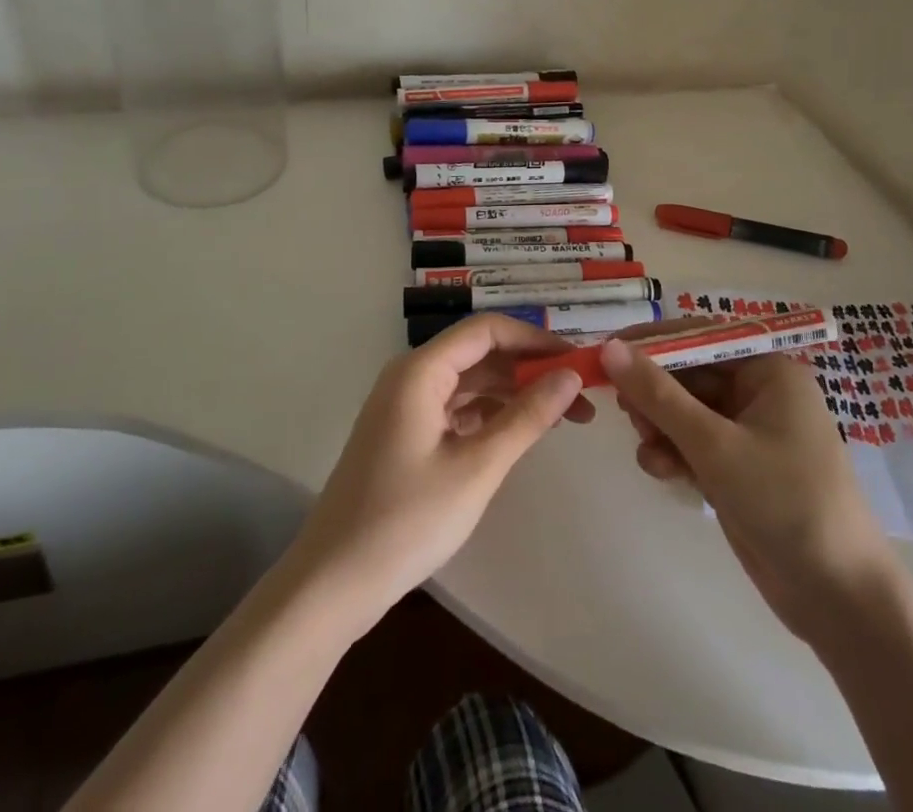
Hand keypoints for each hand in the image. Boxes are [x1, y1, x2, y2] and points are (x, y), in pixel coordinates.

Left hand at [288, 314, 590, 631]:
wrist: (332, 584)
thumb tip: (571, 375)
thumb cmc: (406, 521)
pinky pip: (457, 408)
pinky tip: (520, 435)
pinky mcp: (406, 434)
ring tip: (563, 418)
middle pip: (480, 354)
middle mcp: (411, 376)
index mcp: (421, 370)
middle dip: (530, 370)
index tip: (578, 361)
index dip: (535, 340)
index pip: (487, 330)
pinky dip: (490, 416)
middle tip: (580, 398)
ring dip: (514, 394)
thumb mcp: (477, 468)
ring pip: (471, 383)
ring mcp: (406, 406)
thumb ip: (527, 416)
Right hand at [600, 334, 896, 645]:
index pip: (701, 336)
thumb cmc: (784, 502)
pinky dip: (675, 452)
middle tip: (622, 408)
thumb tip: (610, 347)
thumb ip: (658, 395)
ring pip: (688, 411)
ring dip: (661, 425)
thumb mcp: (714, 445)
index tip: (608, 351)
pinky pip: (696, 444)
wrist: (839, 600)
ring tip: (646, 445)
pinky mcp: (740, 469)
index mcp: (769, 371)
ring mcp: (751, 433)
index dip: (653, 341)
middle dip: (655, 392)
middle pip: (691, 374)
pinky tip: (660, 470)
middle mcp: (761, 393)